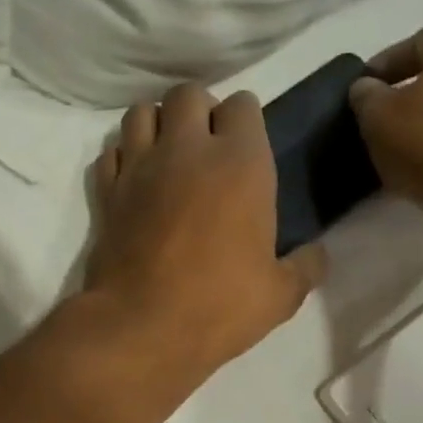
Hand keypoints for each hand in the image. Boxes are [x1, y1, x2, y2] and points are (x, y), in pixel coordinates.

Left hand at [82, 84, 325, 385]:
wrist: (140, 328)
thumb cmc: (218, 307)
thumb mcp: (279, 295)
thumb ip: (304, 267)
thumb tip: (316, 255)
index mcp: (240, 163)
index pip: (243, 105)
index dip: (246, 121)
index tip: (247, 148)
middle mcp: (187, 150)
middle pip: (188, 94)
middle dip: (199, 110)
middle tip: (206, 148)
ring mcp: (139, 167)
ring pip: (141, 112)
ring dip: (157, 124)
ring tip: (167, 155)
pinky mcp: (106, 192)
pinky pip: (111, 153)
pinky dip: (123, 158)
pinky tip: (135, 181)